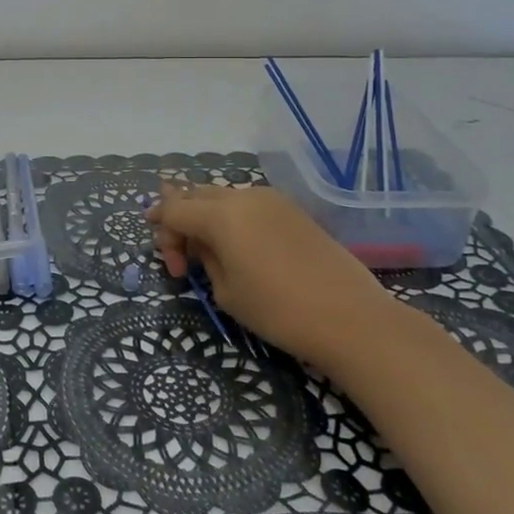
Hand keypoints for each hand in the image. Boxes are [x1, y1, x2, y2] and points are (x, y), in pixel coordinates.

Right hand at [147, 184, 400, 362]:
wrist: (351, 318)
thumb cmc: (279, 311)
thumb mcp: (226, 291)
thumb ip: (205, 259)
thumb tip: (203, 245)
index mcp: (220, 215)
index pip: (174, 209)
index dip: (161, 230)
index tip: (169, 262)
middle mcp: (243, 196)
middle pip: (196, 195)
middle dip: (182, 220)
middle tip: (182, 257)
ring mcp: (272, 200)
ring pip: (223, 198)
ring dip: (208, 218)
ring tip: (212, 254)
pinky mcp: (293, 210)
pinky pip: (249, 205)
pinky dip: (233, 219)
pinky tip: (240, 248)